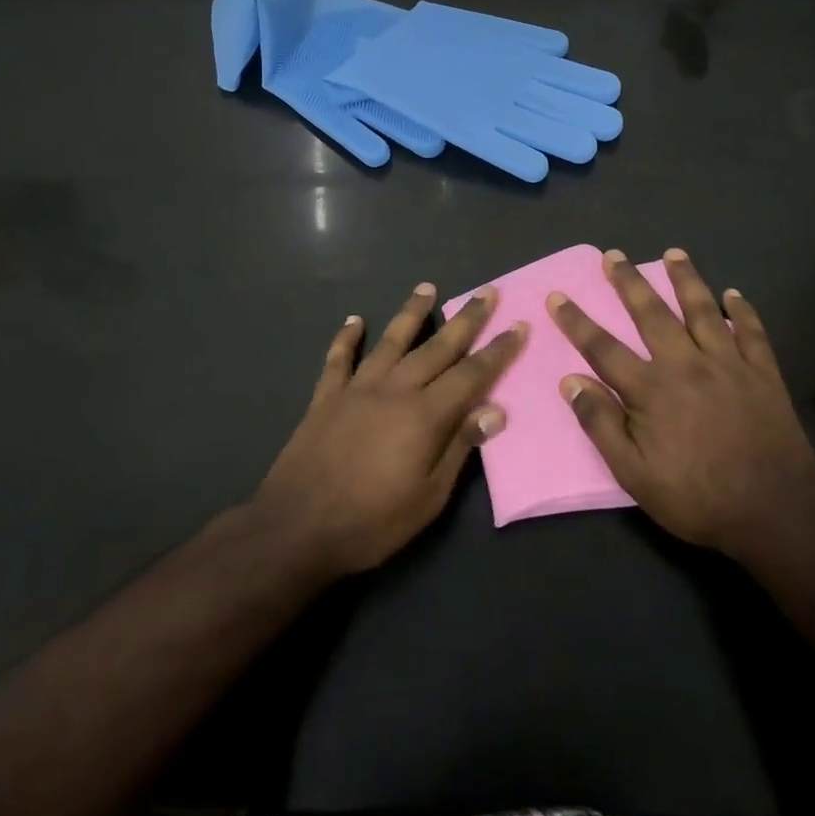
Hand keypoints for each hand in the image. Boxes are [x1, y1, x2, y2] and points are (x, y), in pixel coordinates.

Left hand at [254, 283, 525, 575]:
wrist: (296, 528)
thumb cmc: (371, 522)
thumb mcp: (428, 497)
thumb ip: (460, 448)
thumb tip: (495, 410)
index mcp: (424, 415)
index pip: (471, 374)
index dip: (498, 351)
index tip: (518, 326)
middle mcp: (394, 390)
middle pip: (437, 347)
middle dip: (466, 319)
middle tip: (486, 292)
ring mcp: (357, 389)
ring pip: (391, 341)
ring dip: (411, 313)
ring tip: (427, 287)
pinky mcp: (325, 397)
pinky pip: (338, 359)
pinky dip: (347, 338)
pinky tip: (355, 320)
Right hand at [548, 248, 814, 560]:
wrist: (776, 513)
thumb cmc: (698, 498)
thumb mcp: (635, 474)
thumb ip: (601, 425)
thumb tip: (570, 381)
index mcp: (651, 390)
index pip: (603, 348)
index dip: (577, 322)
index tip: (557, 296)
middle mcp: (686, 365)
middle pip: (651, 314)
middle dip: (628, 283)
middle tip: (613, 255)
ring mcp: (728, 365)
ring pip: (702, 311)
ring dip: (686, 279)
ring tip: (673, 254)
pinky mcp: (763, 374)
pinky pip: (751, 333)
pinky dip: (742, 311)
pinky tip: (734, 295)